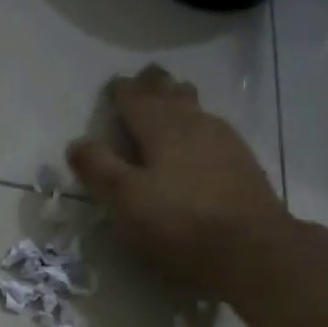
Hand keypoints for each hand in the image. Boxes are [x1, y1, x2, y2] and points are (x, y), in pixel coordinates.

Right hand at [67, 65, 291, 301]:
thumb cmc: (178, 223)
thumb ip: (98, 168)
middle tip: (145, 78)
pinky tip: (200, 140)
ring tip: (172, 99)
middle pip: (171, 93)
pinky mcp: (243, 164)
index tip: (113, 86)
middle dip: (155, 85)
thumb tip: (76, 143)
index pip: (135, 97)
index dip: (121, 91)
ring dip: (180, 100)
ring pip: (196, 108)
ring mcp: (225, 141)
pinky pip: (214, 130)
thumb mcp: (125, 200)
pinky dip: (199, 126)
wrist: (251, 248)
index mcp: (161, 126)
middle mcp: (194, 123)